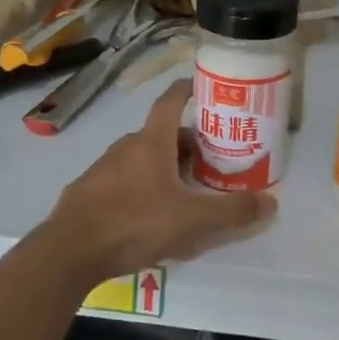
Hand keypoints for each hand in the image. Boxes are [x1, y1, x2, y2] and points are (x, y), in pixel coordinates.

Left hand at [39, 81, 275, 281]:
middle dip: (187, 140)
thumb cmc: (134, 224)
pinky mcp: (88, 193)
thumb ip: (232, 212)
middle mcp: (125, 148)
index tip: (202, 86)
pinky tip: (151, 211)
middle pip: (160, 133)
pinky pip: (123, 179)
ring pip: (141, 157)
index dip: (187, 90)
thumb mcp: (192, 221)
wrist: (67, 253)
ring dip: (164, 164)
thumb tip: (272, 202)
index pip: (170, 102)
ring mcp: (102, 170)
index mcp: (151, 143)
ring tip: (186, 186)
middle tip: (211, 156)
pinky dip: (142, 184)